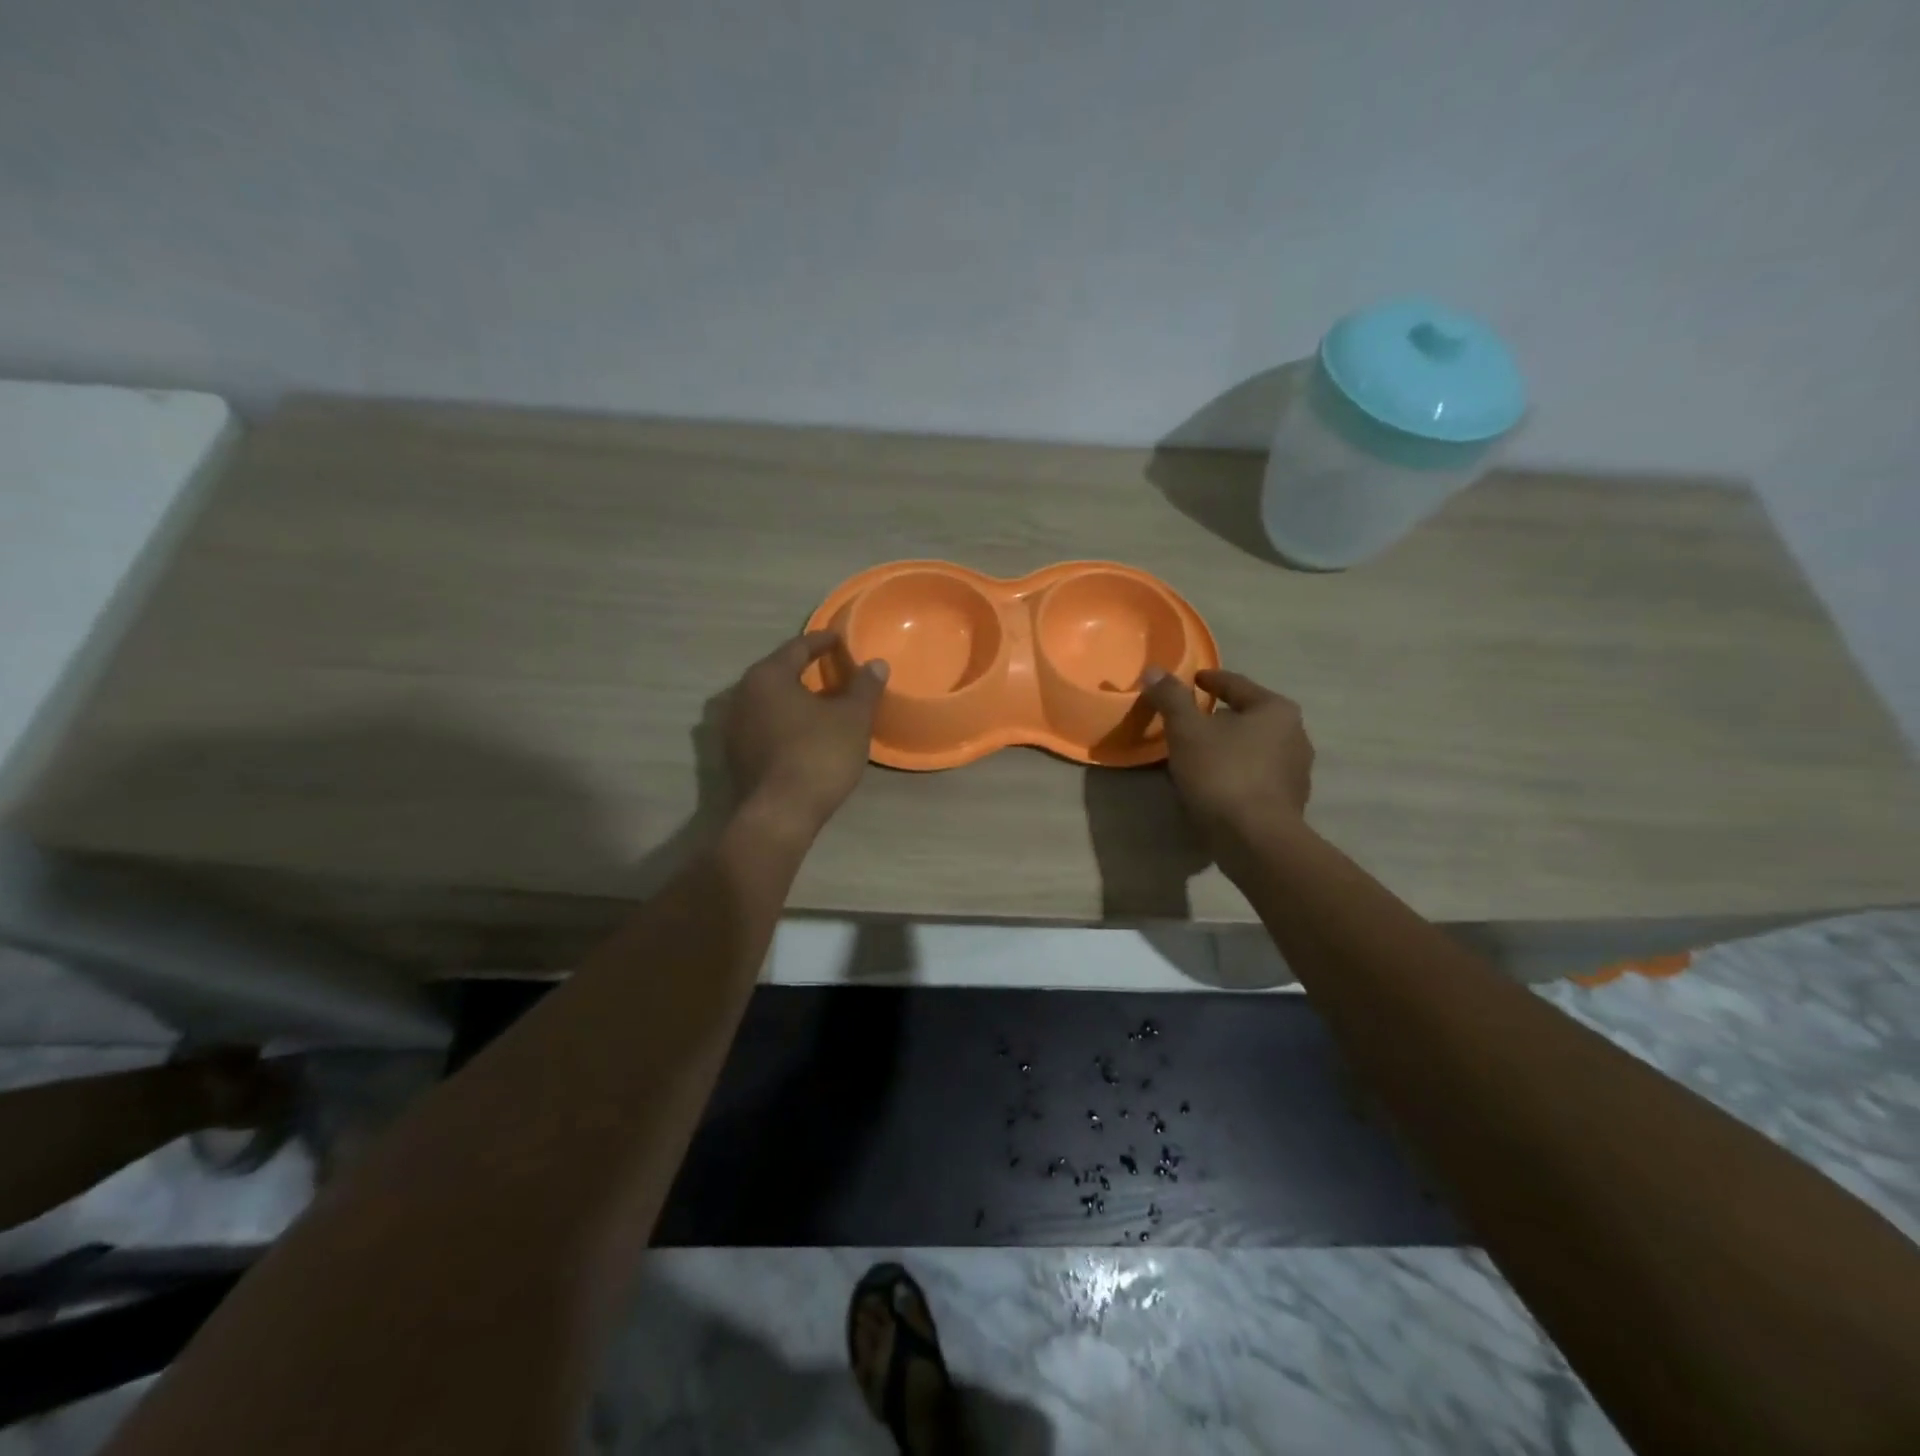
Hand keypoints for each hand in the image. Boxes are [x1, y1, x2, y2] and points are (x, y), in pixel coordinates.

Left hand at [724, 630, 887, 838]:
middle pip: (777, 673)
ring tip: (819, 702)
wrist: (780, 814)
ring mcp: (733, 727)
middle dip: (804, 670)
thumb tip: (876, 663)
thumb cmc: (818, 755)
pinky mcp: (735, 755)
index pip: (797, 647)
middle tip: (831, 669)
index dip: (821, 641)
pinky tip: (802, 732)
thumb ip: (864, 687)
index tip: (839, 639)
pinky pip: (762, 725)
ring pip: (767, 701)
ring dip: (792, 698)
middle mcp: (741, 694)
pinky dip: (782, 722)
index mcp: (767, 676)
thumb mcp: (852, 718)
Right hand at [1141, 666, 1313, 846]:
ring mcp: (1297, 772)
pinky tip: (1215, 783)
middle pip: (1249, 716)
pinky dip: (1236, 772)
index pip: (1237, 685)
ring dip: (1229, 747)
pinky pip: (1256, 776)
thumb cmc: (1222, 773)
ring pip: (1254, 748)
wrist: (1255, 839)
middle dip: (1221, 717)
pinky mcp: (1289, 802)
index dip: (1211, 680)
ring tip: (1200, 753)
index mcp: (1276, 710)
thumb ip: (1171, 697)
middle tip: (1192, 719)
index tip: (1192, 680)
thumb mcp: (1187, 730)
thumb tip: (1154, 670)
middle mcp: (1296, 735)